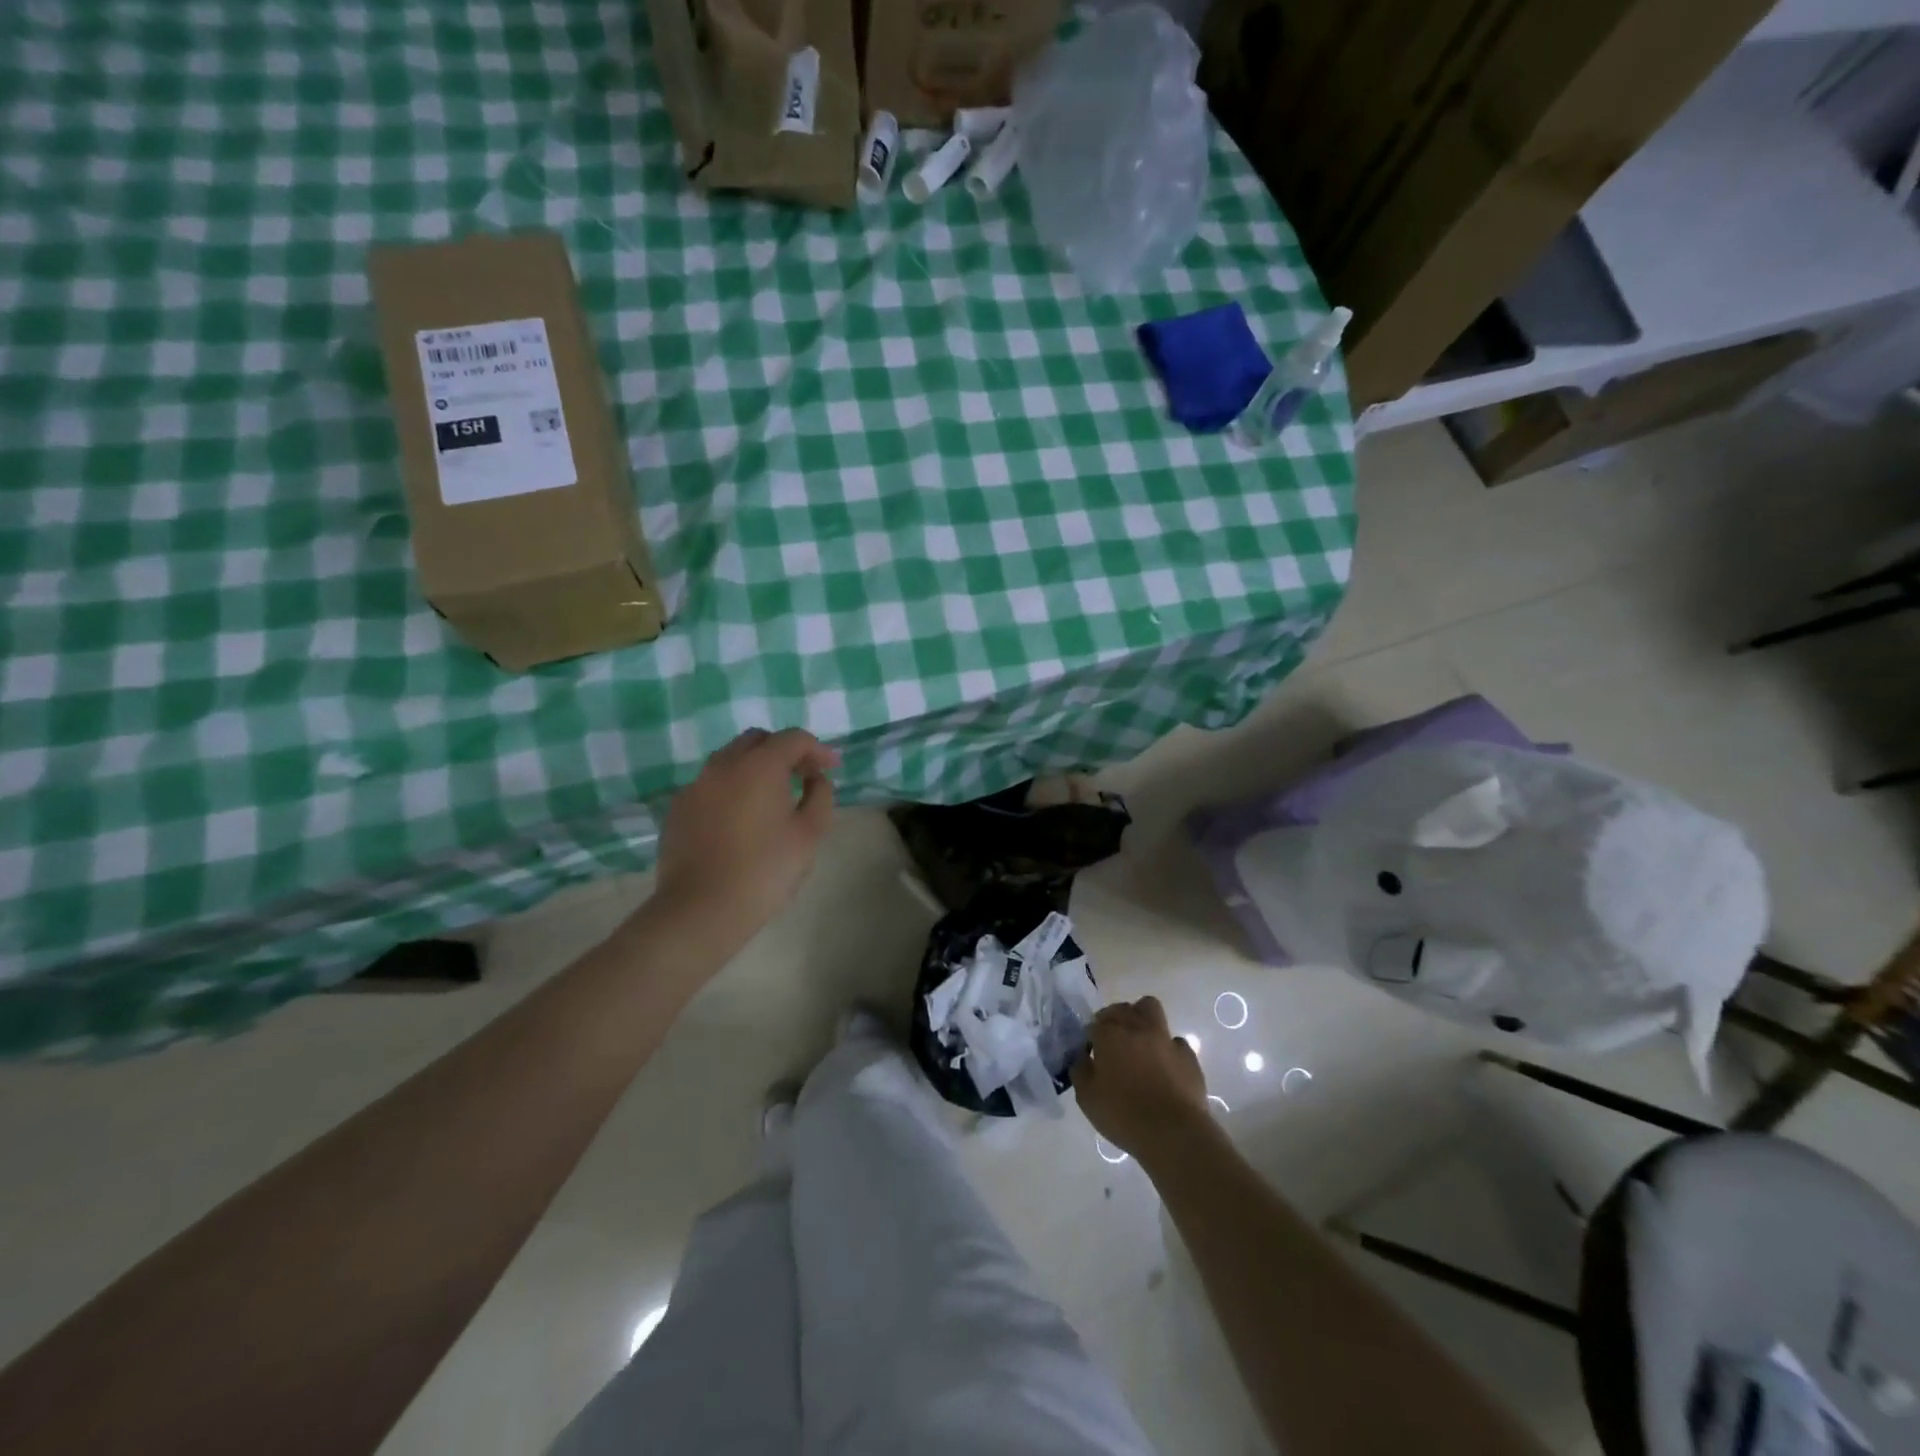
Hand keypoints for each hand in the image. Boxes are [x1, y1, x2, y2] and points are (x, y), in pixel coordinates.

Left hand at [653, 728, 839, 940]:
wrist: (701, 909)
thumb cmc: (765, 870)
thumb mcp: (809, 834)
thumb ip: (820, 796)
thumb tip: (816, 779)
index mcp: (759, 766)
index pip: (793, 738)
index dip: (817, 749)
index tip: (831, 768)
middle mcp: (723, 765)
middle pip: (757, 741)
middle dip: (783, 752)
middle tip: (802, 777)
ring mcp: (695, 786)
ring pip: (730, 760)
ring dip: (755, 768)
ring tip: (771, 797)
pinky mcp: (678, 809)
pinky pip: (710, 785)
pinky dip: (731, 789)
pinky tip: (740, 819)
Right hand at [1072, 996, 1211, 1160]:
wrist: (1174, 1133)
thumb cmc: (1124, 1115)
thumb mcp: (1087, 1098)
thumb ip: (1080, 1070)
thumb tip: (1082, 1056)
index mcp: (1110, 1034)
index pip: (1094, 1023)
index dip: (1091, 1037)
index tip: (1091, 1054)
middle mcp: (1137, 1027)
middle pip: (1123, 1008)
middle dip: (1114, 1019)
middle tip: (1112, 1043)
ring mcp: (1165, 1038)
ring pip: (1151, 1009)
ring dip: (1142, 1020)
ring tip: (1139, 1044)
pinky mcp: (1188, 1055)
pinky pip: (1174, 1041)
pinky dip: (1167, 1048)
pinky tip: (1165, 1067)